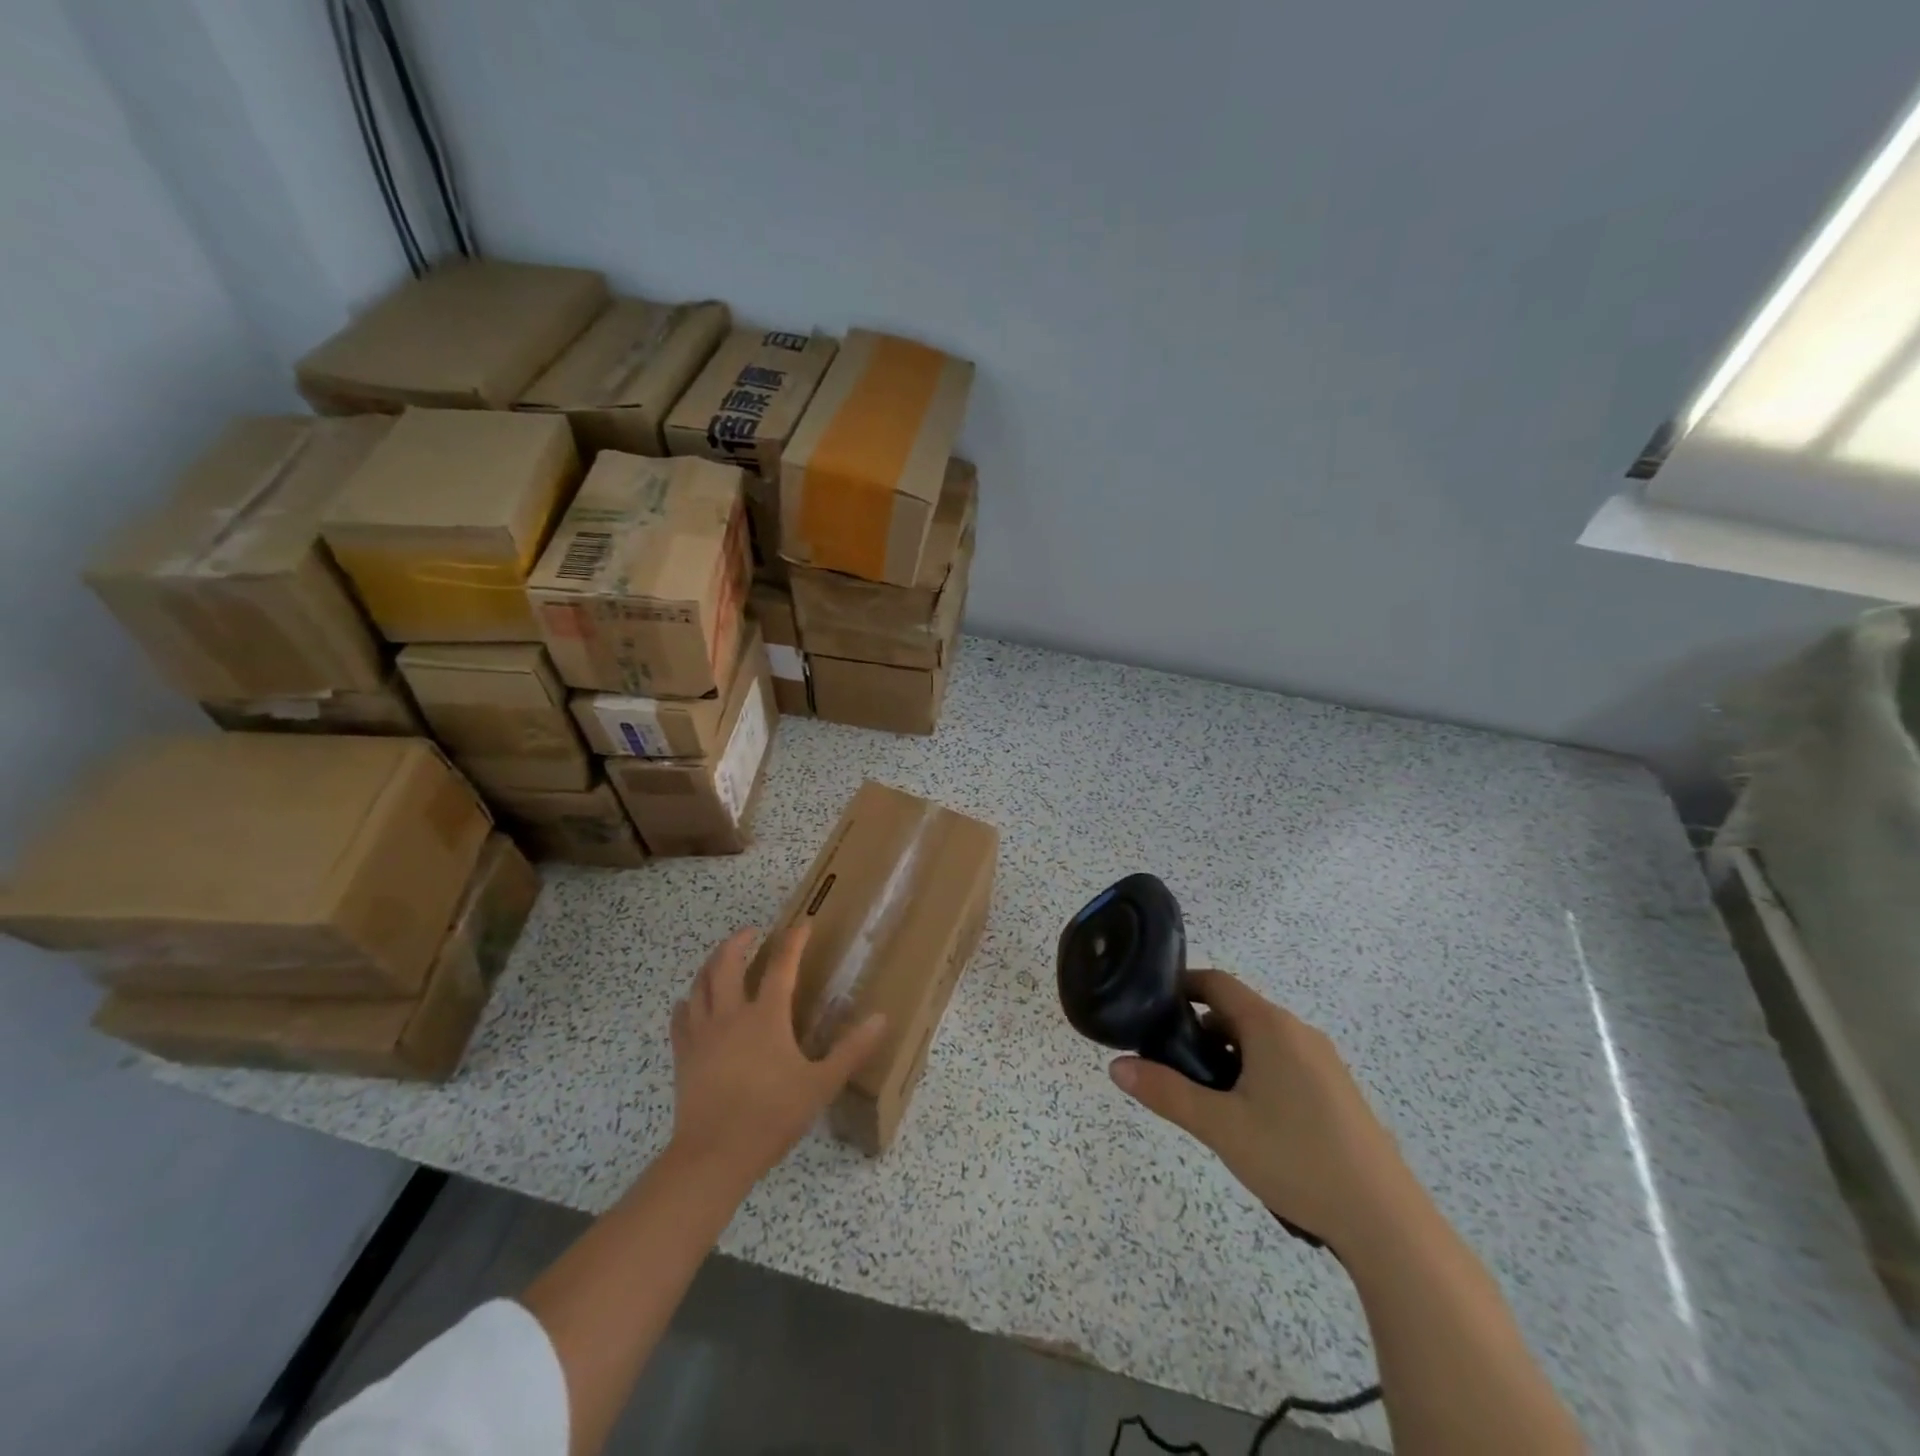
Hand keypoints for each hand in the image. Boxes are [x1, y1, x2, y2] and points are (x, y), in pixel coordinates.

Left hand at [668, 926, 886, 1190]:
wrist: (713, 1156)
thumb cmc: (771, 1117)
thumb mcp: (821, 1084)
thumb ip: (852, 1050)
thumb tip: (881, 1018)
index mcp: (766, 1017)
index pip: (781, 966)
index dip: (793, 941)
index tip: (802, 924)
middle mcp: (731, 1015)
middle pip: (726, 964)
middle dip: (738, 941)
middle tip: (750, 932)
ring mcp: (702, 1034)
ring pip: (699, 984)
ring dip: (711, 964)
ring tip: (721, 958)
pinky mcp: (683, 1055)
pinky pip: (680, 1018)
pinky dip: (687, 1002)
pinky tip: (689, 1002)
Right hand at [1109, 970, 1408, 1249]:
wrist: (1385, 1222)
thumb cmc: (1296, 1159)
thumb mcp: (1220, 1126)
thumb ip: (1166, 1092)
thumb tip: (1117, 1066)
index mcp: (1270, 1027)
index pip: (1216, 983)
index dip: (1181, 986)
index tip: (1149, 1005)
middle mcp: (1298, 1032)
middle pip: (1236, 1013)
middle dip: (1199, 1032)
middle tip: (1170, 1067)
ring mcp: (1323, 1061)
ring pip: (1260, 1042)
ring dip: (1227, 1057)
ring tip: (1206, 1101)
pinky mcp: (1336, 1091)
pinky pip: (1283, 1064)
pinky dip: (1254, 1074)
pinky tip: (1249, 1121)